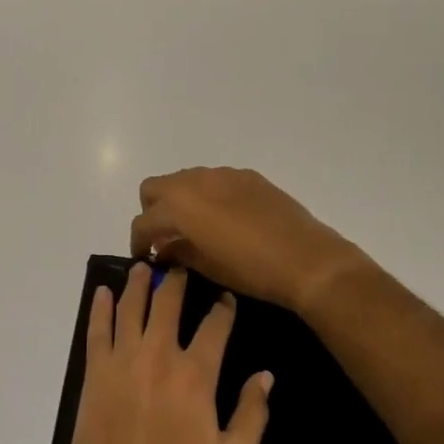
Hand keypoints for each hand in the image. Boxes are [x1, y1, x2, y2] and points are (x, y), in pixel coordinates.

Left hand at [61, 263, 272, 443]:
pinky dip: (100, 308)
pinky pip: (96, 331)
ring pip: (130, 308)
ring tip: (142, 266)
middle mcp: (159, 357)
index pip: (215, 326)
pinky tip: (102, 292)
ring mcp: (122, 363)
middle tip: (180, 265)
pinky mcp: (94, 376)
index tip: (226, 296)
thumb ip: (252, 414)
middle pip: (168, 304)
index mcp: (196, 376)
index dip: (223, 307)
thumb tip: (265, 375)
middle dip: (177, 280)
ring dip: (138, 284)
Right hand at [130, 168, 368, 314]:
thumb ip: (178, 252)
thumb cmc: (250, 269)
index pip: (143, 221)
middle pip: (154, 188)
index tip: (145, 257)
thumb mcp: (207, 267)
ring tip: (195, 228)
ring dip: (180, 200)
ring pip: (185, 180)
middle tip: (165, 237)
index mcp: (178, 206)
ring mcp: (222, 174)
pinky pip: (214, 181)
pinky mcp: (246, 176)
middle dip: (153, 211)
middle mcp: (194, 182)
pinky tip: (225, 220)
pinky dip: (208, 196)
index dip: (138, 242)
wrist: (305, 258)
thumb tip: (164, 248)